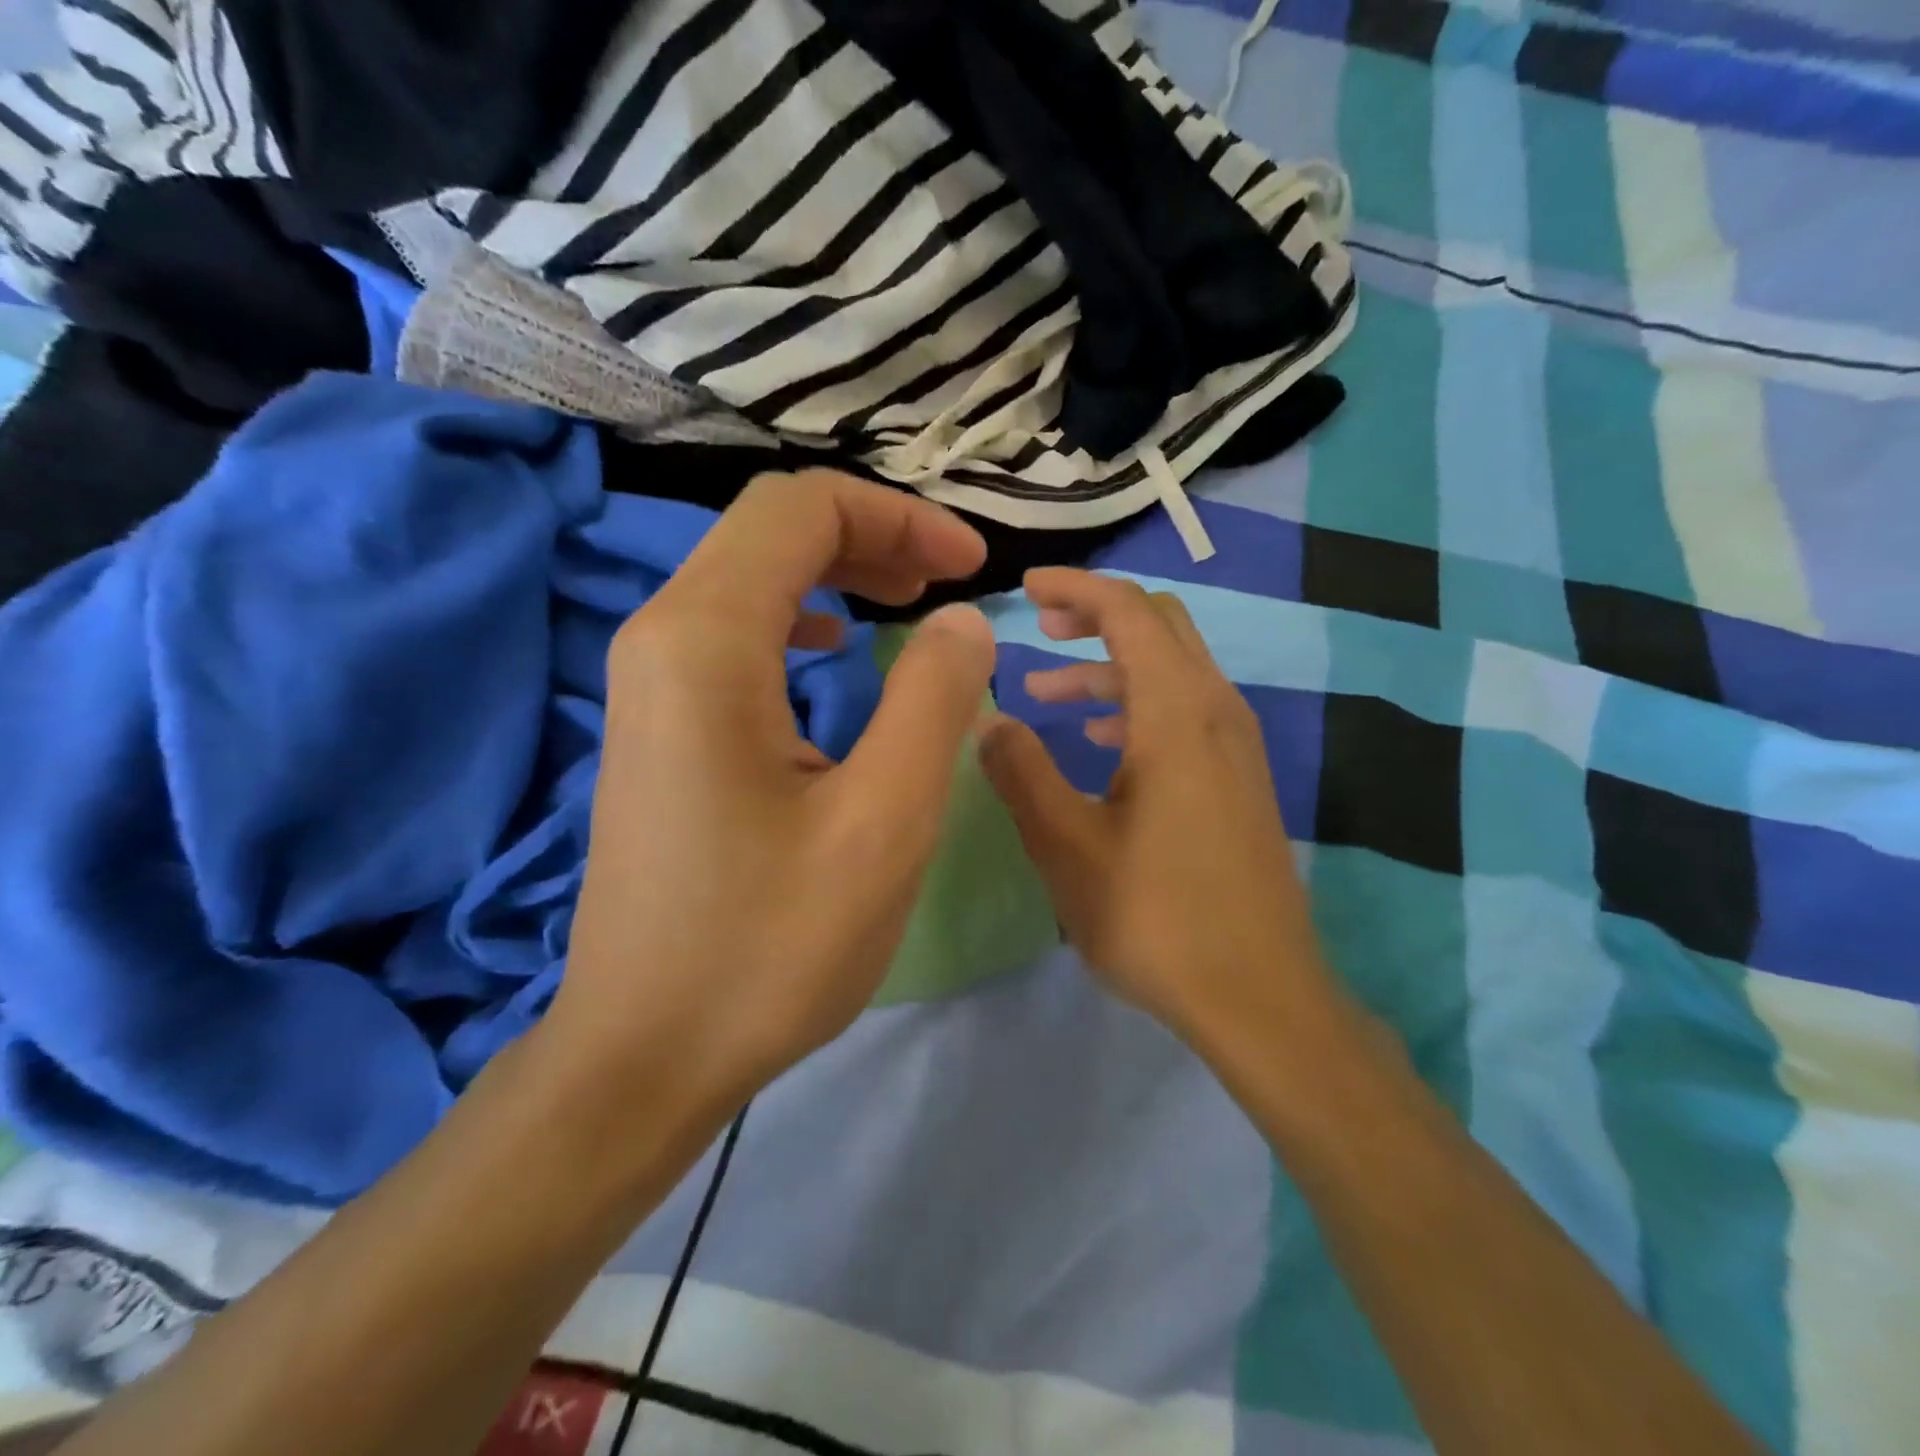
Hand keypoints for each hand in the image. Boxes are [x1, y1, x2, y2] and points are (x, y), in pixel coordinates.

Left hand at [550, 470, 993, 1105]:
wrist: (646, 1051)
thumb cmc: (768, 947)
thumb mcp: (883, 824)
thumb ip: (934, 700)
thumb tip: (964, 620)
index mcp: (706, 642)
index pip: (801, 509)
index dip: (900, 517)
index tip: (973, 568)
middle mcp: (661, 638)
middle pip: (770, 530)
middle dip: (874, 536)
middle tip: (952, 581)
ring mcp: (650, 682)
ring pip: (752, 576)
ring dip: (839, 571)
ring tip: (909, 601)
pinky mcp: (658, 724)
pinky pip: (736, 630)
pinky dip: (802, 616)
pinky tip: (838, 650)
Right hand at [979, 569, 1330, 1037]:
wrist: (1260, 995)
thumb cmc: (1156, 916)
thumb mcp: (1067, 845)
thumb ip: (1021, 772)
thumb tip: (986, 719)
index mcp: (1176, 712)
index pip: (1128, 612)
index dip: (1075, 588)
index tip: (1025, 588)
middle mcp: (1217, 710)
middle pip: (1159, 626)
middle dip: (1096, 616)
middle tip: (1039, 629)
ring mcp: (1238, 745)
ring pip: (1173, 670)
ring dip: (1111, 668)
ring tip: (1048, 695)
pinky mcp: (1241, 778)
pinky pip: (1188, 710)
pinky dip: (1139, 703)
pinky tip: (1102, 741)